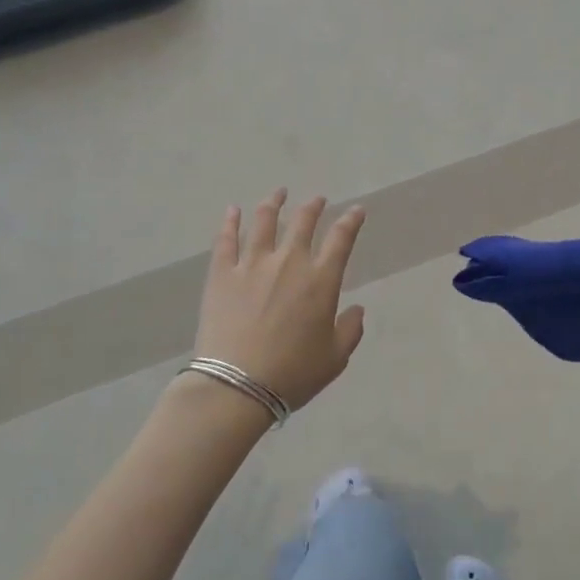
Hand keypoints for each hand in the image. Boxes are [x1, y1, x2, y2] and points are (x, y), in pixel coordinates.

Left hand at [192, 191, 367, 413]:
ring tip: (279, 193)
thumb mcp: (335, 358)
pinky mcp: (222, 273)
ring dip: (274, 203)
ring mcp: (252, 264)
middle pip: (303, 222)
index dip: (351, 221)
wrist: (237, 386)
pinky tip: (233, 210)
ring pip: (264, 221)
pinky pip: (226, 239)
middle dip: (313, 207)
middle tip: (317, 200)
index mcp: (321, 280)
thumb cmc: (292, 374)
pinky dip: (230, 221)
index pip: (341, 239)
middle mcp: (289, 262)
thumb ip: (350, 329)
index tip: (356, 210)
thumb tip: (357, 309)